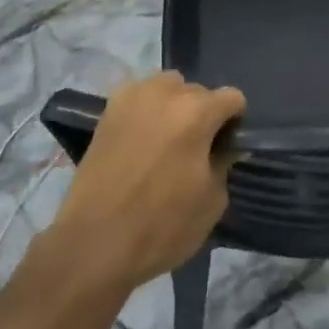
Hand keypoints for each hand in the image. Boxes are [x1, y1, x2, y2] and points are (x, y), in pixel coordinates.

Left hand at [47, 72, 244, 296]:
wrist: (94, 242)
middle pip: (198, 91)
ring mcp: (133, 96)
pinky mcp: (108, 110)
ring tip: (166, 139)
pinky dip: (147, 110)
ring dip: (174, 105)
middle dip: (203, 113)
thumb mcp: (211, 202)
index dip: (234, 123)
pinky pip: (139, 96)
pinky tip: (141, 139)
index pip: (232, 98)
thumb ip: (224, 163)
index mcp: (197, 111)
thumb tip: (223, 147)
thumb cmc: (161, 226)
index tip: (226, 148)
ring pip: (167, 86)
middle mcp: (166, 92)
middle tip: (195, 148)